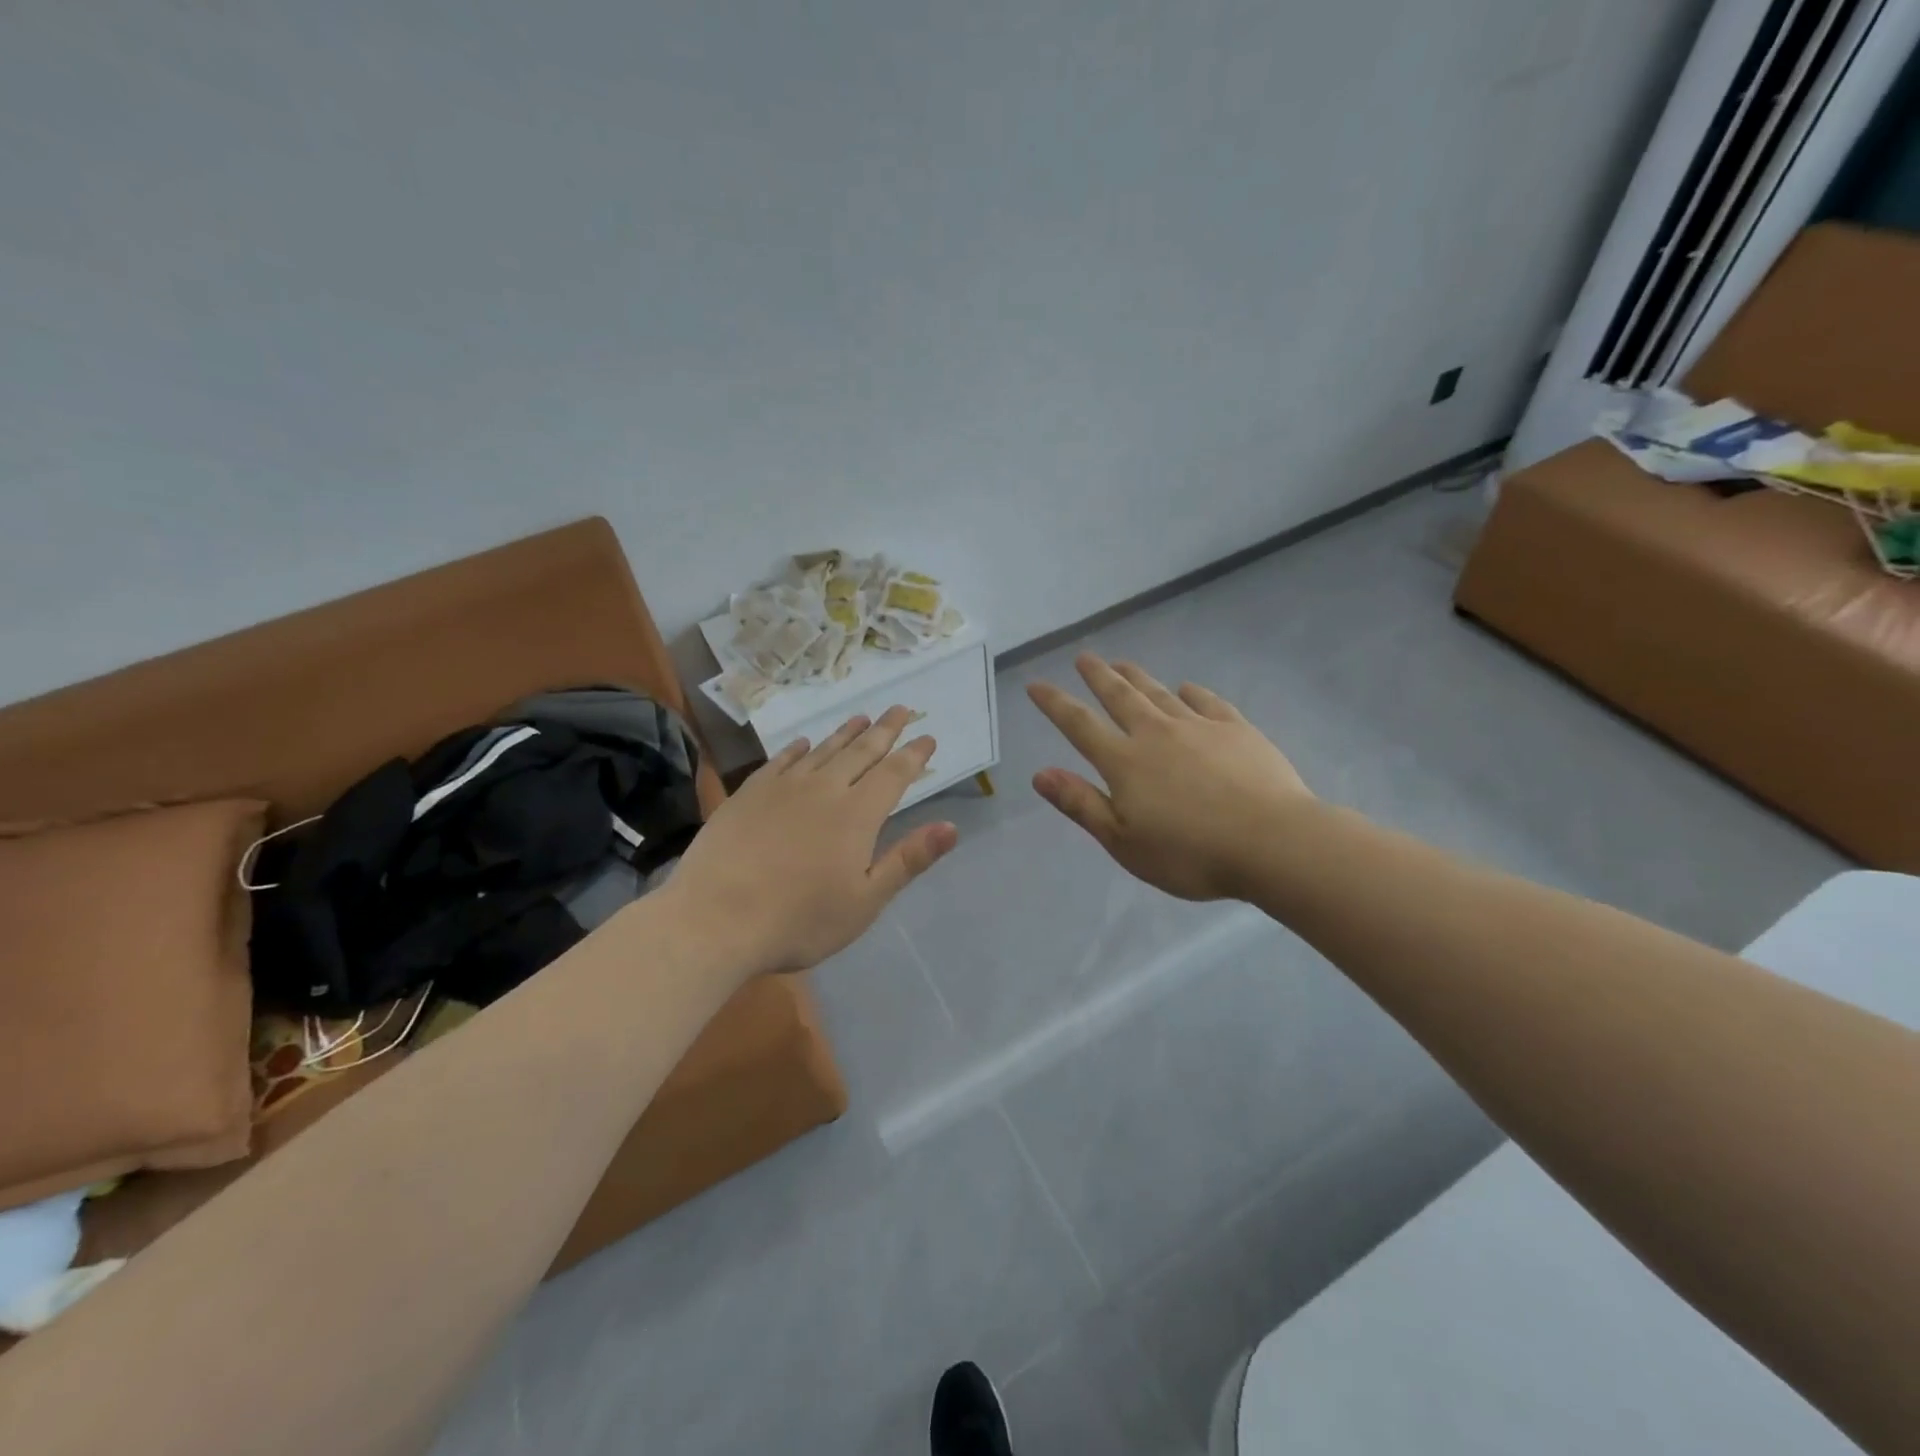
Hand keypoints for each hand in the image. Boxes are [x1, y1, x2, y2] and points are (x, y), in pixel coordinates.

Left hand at [663, 706, 959, 976]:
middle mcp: (824, 789)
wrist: (715, 919)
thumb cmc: (799, 919)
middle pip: (861, 752)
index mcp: (857, 815)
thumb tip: (951, 827)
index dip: (913, 755)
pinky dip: (797, 749)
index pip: (894, 774)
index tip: (928, 736)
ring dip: (845, 733)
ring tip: (861, 717)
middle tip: (900, 708)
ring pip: (822, 750)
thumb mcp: (865, 901)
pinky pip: (780, 761)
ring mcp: (782, 788)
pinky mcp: (748, 794)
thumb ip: (908, 860)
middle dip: (884, 730)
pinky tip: (803, 744)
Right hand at [1028, 655, 1310, 901]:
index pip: (1079, 725)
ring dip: (1137, 677)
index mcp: (1125, 762)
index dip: (1055, 704)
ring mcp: (1199, 727)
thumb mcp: (1123, 841)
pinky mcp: (1237, 730)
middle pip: (1120, 697)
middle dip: (1098, 676)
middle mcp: (1156, 733)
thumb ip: (1081, 804)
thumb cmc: (1190, 853)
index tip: (1036, 685)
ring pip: (1159, 693)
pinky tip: (1187, 688)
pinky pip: (1207, 702)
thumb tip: (1040, 774)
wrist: (1272, 842)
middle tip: (1084, 657)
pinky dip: (1192, 692)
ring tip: (1122, 663)